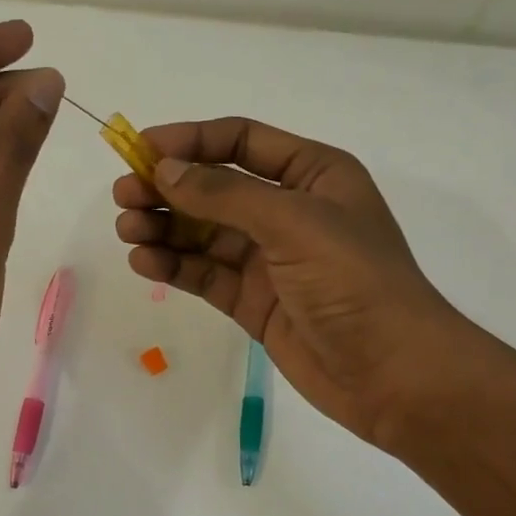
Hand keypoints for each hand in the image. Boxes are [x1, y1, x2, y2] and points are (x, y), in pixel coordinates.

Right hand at [112, 118, 485, 448]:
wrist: (392, 373)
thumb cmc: (354, 281)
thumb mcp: (293, 222)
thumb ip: (225, 194)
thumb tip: (164, 170)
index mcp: (312, 175)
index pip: (241, 141)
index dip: (190, 141)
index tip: (140, 150)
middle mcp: (288, 211)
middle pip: (215, 188)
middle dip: (168, 189)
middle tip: (123, 197)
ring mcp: (269, 259)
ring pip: (204, 234)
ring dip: (165, 228)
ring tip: (127, 231)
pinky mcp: (254, 301)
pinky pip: (206, 274)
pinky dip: (175, 266)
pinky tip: (144, 262)